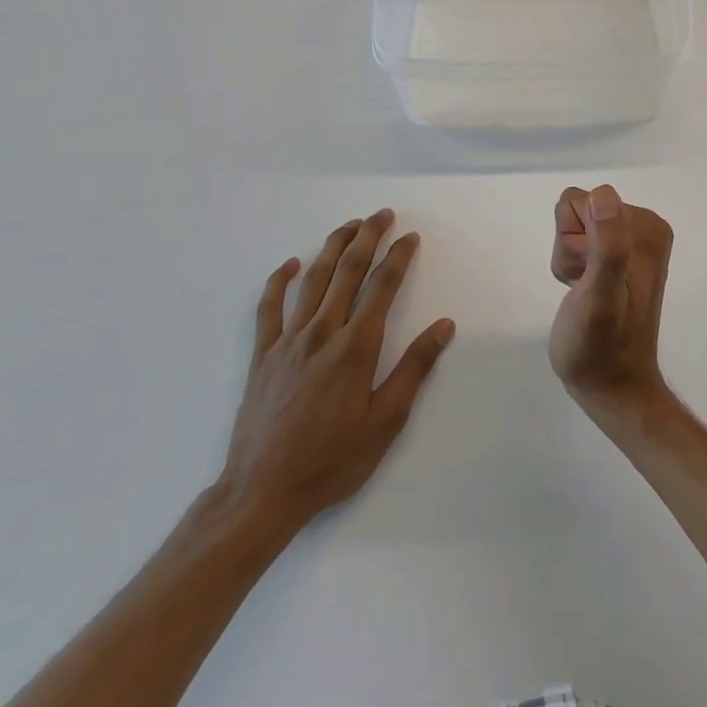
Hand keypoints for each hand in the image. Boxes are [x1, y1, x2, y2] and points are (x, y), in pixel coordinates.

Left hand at [212, 210, 454, 546]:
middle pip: (347, 271)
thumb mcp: (386, 422)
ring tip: (349, 226)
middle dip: (367, 238)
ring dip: (332, 247)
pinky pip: (269, 308)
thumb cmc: (333, 460)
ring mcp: (288, 341)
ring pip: (312, 280)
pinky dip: (279, 281)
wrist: (262, 492)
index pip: (382, 287)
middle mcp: (322, 333)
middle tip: (382, 214)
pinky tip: (290, 264)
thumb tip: (444, 326)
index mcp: (355, 347)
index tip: (410, 237)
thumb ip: (414, 368)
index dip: (398, 257)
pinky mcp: (262, 355)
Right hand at [548, 185, 674, 419]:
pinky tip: (586, 293)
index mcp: (646, 227)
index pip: (580, 202)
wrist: (612, 388)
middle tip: (584, 288)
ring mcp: (632, 241)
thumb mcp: (600, 296)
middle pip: (577, 211)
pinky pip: (579, 241)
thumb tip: (604, 194)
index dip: (572, 241)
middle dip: (571, 250)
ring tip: (585, 294)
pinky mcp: (619, 256)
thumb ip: (608, 245)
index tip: (586, 276)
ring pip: (573, 227)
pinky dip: (574, 267)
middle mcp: (644, 226)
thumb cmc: (600, 348)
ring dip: (571, 261)